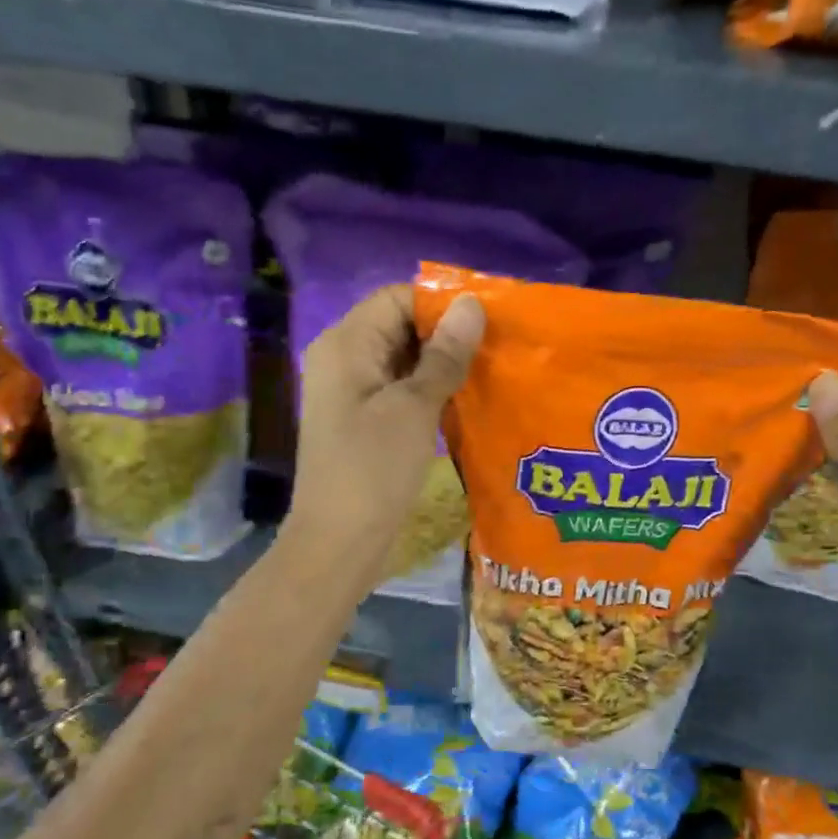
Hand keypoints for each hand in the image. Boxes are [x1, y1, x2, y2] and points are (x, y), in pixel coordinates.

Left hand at [285, 284, 484, 584]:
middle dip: (447, 334)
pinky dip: (430, 389)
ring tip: (490, 372)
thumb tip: (471, 304)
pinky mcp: (364, 419)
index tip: (489, 322)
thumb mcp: (415, 408)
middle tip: (497, 349)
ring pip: (403, 359)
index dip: (442, 305)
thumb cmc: (374, 469)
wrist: (340, 541)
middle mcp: (343, 358)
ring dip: (443, 364)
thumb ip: (445, 355)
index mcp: (346, 344)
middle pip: (400, 325)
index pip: (397, 298)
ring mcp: (351, 391)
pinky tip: (465, 399)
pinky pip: (400, 388)